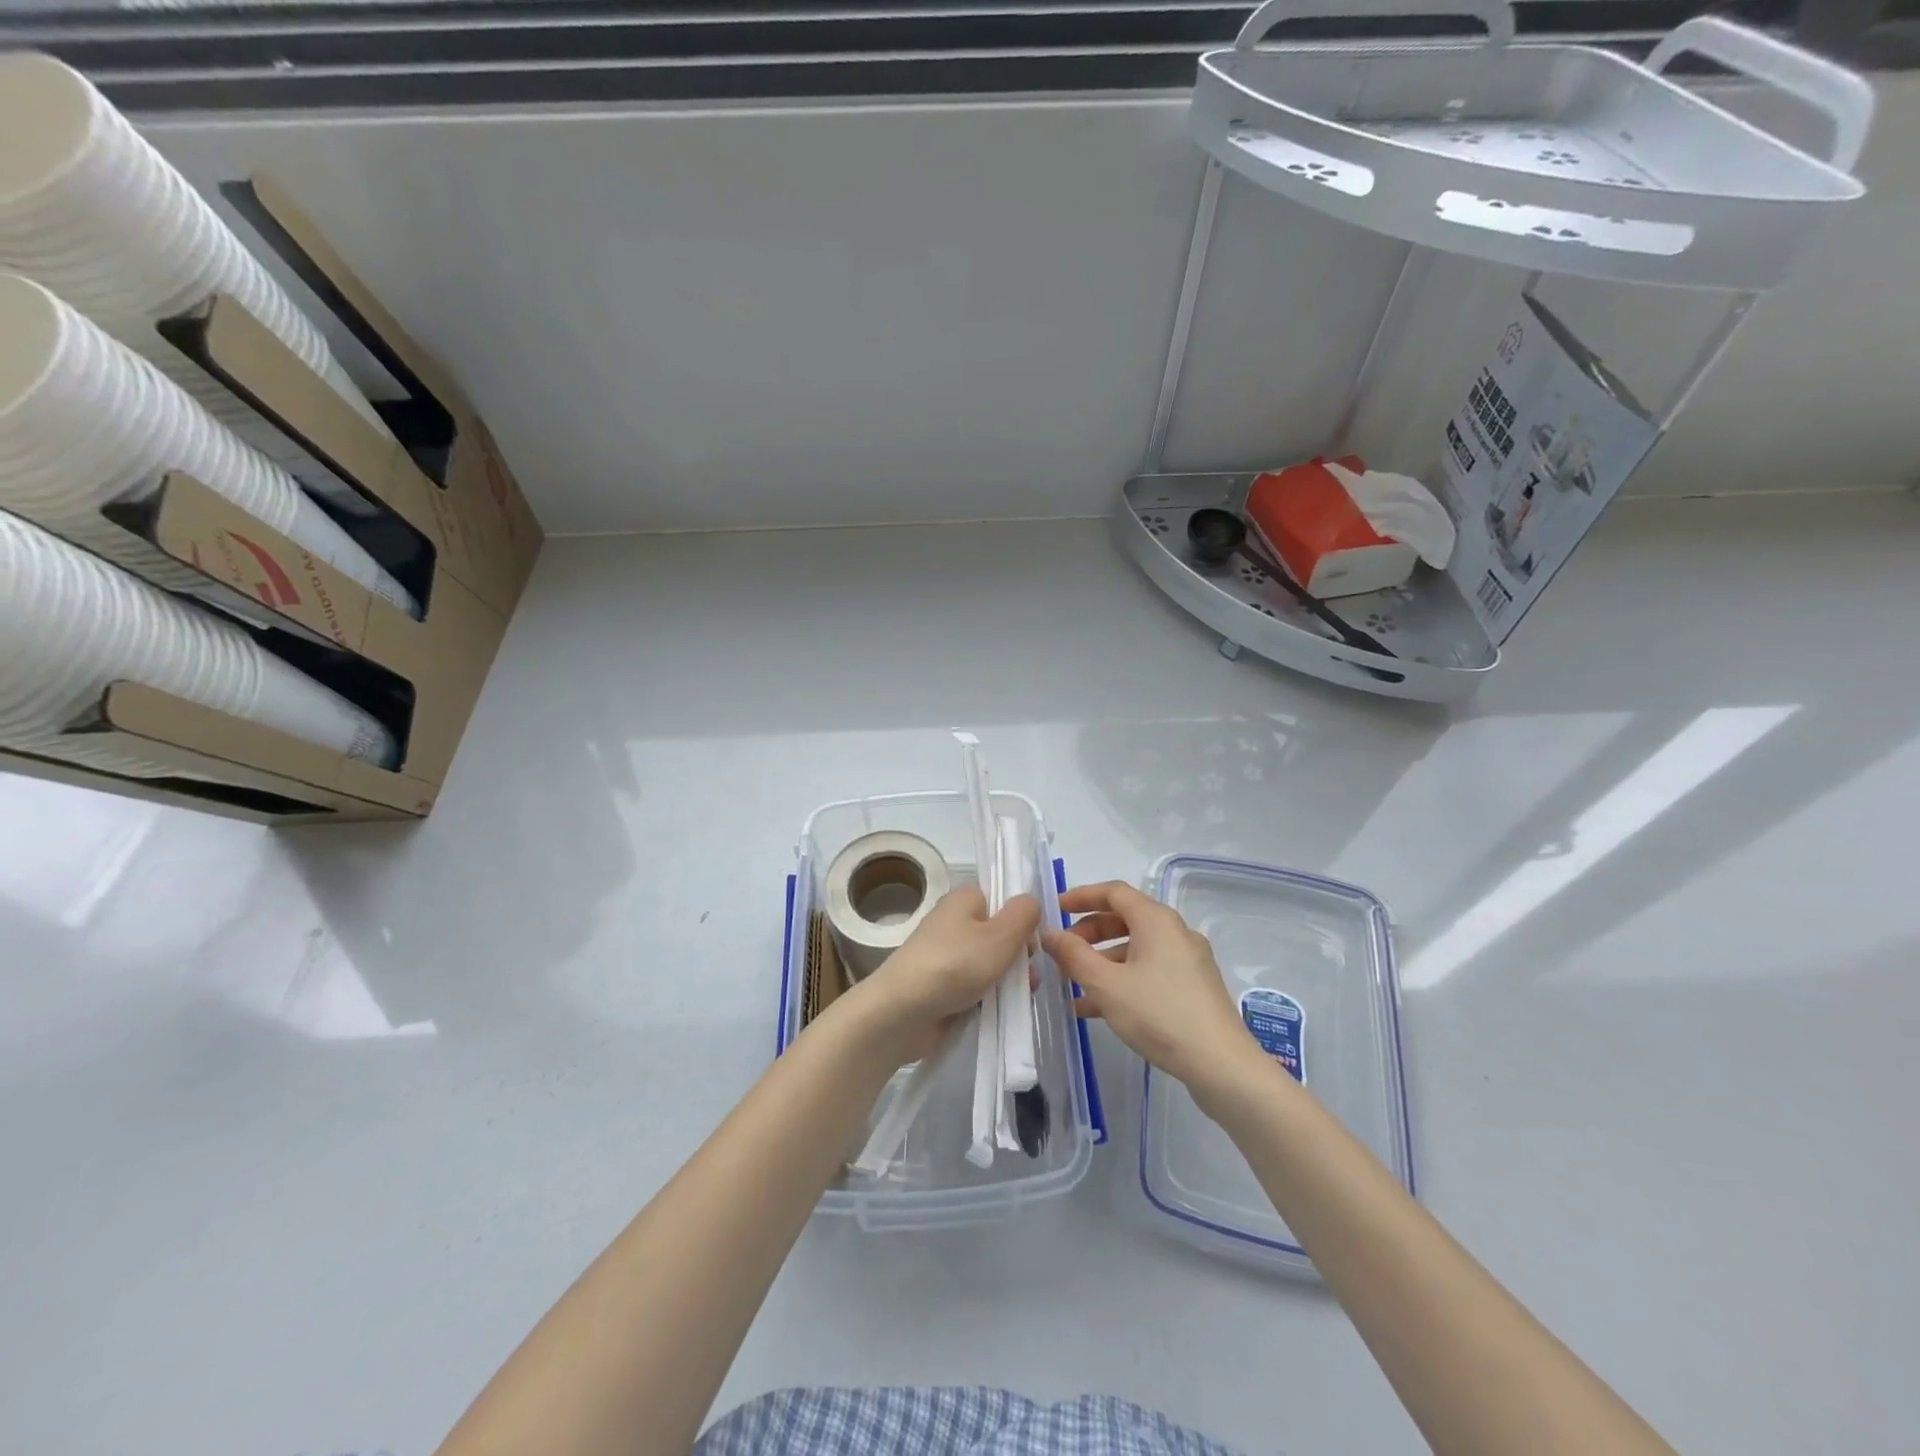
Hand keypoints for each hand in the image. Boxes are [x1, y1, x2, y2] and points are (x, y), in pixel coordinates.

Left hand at [836, 886, 1039, 1064]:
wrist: (901, 1012)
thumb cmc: (955, 965)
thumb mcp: (1000, 935)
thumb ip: (1023, 914)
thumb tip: (1031, 901)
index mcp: (965, 899)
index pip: (1002, 897)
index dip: (1022, 917)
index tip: (1036, 940)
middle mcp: (954, 922)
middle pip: (999, 932)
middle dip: (1019, 954)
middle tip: (1030, 975)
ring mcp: (947, 956)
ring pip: (990, 963)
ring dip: (1008, 980)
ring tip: (1021, 998)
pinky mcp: (942, 986)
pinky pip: (976, 986)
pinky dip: (989, 997)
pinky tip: (1002, 1011)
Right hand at [1041, 880, 1256, 1089]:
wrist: (1221, 1065)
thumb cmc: (1159, 1014)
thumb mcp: (1106, 984)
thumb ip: (1073, 955)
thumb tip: (1050, 933)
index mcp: (1156, 920)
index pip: (1114, 892)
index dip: (1082, 896)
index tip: (1056, 909)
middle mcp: (1175, 932)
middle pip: (1125, 920)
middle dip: (1089, 933)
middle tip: (1063, 952)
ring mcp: (1188, 961)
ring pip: (1136, 950)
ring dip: (1102, 962)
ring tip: (1073, 986)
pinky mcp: (1194, 988)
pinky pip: (1150, 972)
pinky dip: (1123, 980)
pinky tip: (1098, 1009)